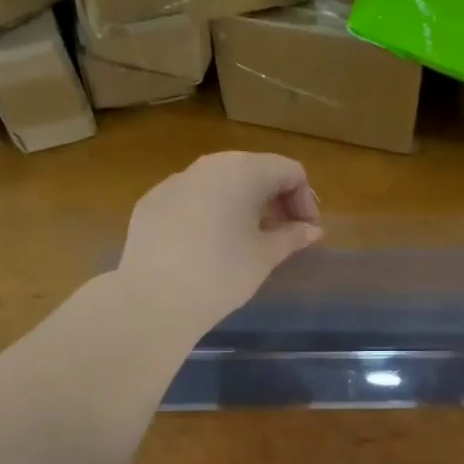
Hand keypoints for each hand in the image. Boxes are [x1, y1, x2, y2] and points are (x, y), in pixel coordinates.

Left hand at [119, 151, 323, 331]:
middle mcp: (209, 165)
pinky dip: (209, 211)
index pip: (289, 171)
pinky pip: (191, 197)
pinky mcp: (152, 201)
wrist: (154, 298)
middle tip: (282, 233)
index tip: (305, 231)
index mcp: (244, 171)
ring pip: (220, 181)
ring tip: (246, 238)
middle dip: (274, 198)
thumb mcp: (265, 256)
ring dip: (241, 203)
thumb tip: (311, 229)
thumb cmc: (222, 274)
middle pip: (254, 169)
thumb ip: (292, 236)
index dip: (305, 199)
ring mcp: (176, 180)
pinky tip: (206, 244)